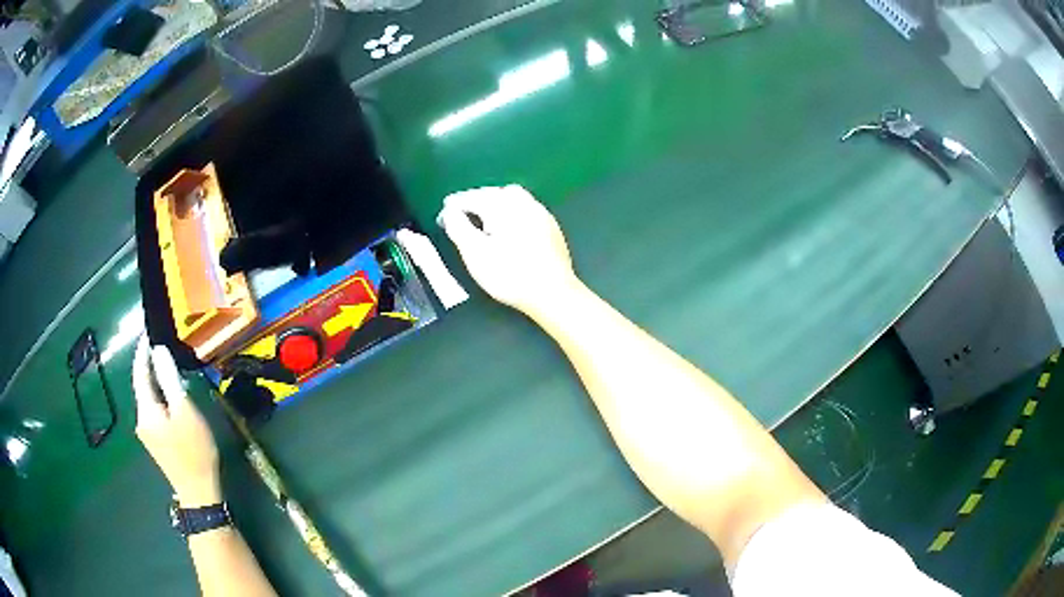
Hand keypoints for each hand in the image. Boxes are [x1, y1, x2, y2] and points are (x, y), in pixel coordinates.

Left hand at [132, 336, 220, 506]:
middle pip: (142, 385)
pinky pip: (154, 410)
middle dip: (149, 365)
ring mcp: (147, 432)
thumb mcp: (185, 412)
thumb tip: (159, 351)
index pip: (139, 372)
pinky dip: (160, 396)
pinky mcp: (156, 441)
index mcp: (145, 409)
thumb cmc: (193, 450)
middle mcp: (141, 419)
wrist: (198, 492)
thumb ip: (170, 380)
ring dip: (156, 381)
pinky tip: (171, 395)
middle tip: (162, 346)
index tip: (148, 332)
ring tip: (168, 366)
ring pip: (149, 398)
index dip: (142, 351)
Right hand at [438, 185, 580, 317]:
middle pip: (493, 193)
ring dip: (495, 204)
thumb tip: (449, 211)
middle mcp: (522, 202)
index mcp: (501, 205)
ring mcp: (540, 212)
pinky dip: (512, 213)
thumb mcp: (474, 253)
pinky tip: (509, 228)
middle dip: (475, 201)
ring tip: (483, 219)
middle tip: (461, 214)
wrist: (552, 292)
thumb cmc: (509, 274)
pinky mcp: (551, 226)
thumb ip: (458, 227)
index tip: (443, 215)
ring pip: (512, 198)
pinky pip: (526, 210)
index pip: (471, 197)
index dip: (454, 205)